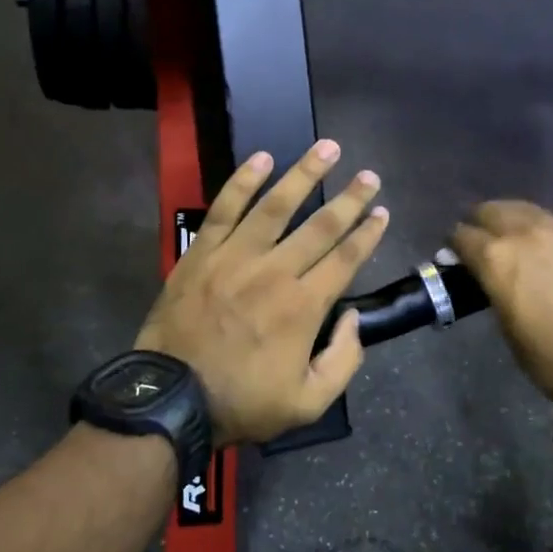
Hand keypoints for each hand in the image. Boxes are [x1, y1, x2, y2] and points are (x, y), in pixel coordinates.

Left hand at [137, 140, 387, 445]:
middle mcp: (275, 272)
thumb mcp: (308, 402)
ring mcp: (235, 258)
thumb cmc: (242, 402)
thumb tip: (353, 318)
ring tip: (327, 149)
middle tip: (369, 175)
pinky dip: (243, 182)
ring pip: (276, 206)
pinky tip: (262, 158)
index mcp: (303, 307)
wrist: (171, 399)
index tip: (381, 212)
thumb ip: (343, 360)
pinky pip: (224, 210)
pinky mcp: (202, 254)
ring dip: (304, 175)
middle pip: (320, 226)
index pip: (344, 259)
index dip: (366, 233)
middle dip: (349, 199)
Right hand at [449, 200, 552, 406]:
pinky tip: (549, 249)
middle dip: (480, 221)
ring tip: (512, 236)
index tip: (455, 254)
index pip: (462, 235)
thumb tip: (487, 279)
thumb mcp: (507, 327)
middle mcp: (525, 234)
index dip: (454, 244)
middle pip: (491, 210)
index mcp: (496, 258)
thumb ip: (493, 291)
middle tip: (480, 238)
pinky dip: (543, 232)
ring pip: (526, 210)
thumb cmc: (552, 359)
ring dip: (512, 219)